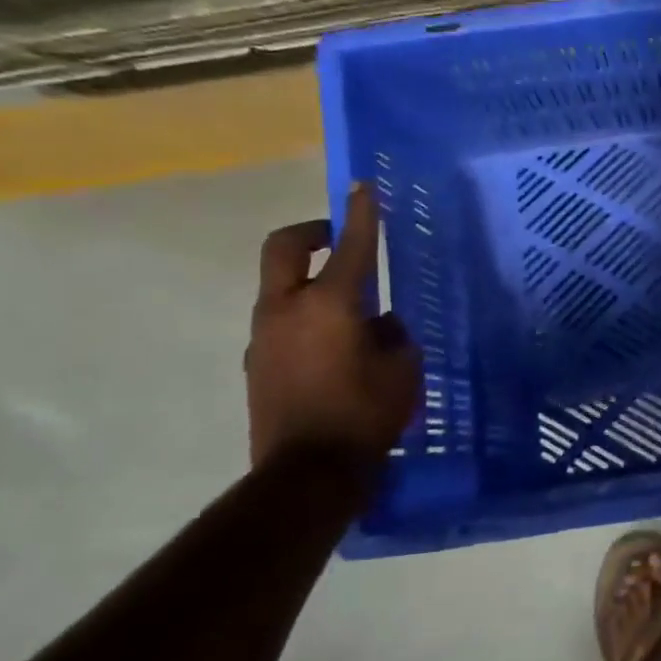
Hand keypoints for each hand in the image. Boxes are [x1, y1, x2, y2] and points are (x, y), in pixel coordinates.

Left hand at [246, 185, 420, 465]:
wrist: (307, 473)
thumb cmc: (365, 414)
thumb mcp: (403, 370)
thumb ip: (394, 336)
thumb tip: (382, 323)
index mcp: (330, 305)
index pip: (349, 246)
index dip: (360, 213)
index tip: (363, 187)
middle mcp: (288, 310)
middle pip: (284, 248)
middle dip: (311, 233)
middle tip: (337, 238)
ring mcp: (264, 337)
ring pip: (280, 288)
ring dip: (309, 282)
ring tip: (348, 310)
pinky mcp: (257, 365)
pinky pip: (281, 324)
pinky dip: (304, 319)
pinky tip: (332, 349)